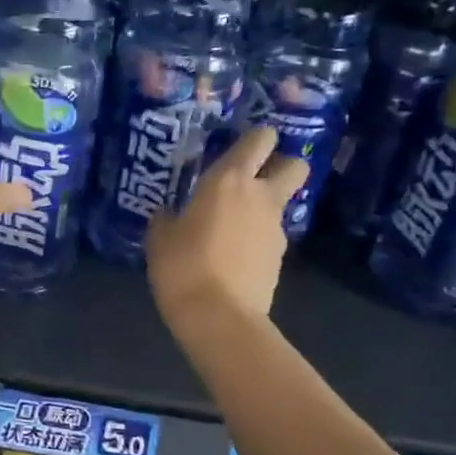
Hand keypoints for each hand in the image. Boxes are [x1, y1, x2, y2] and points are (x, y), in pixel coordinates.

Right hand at [147, 127, 308, 329]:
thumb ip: (167, 217)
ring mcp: (275, 228)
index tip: (239, 146)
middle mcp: (260, 196)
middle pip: (295, 164)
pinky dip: (257, 239)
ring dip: (264, 207)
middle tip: (253, 178)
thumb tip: (170, 214)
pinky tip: (233, 256)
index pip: (260, 139)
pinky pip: (271, 236)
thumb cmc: (182, 265)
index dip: (256, 138)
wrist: (219, 316)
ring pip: (281, 203)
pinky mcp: (280, 258)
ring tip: (231, 227)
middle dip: (282, 165)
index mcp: (229, 179)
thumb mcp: (160, 237)